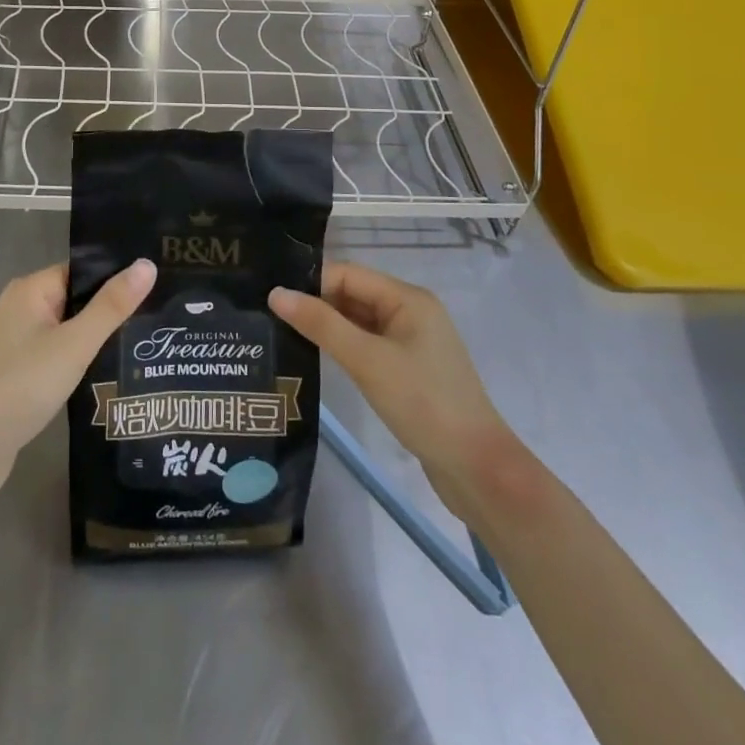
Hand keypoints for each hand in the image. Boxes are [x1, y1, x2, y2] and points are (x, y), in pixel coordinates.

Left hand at [0, 259, 155, 504]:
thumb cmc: (23, 385)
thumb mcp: (75, 343)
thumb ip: (111, 306)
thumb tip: (147, 263)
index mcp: (31, 289)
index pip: (82, 271)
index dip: (116, 279)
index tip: (157, 287)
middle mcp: (21, 307)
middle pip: (76, 299)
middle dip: (111, 311)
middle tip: (158, 319)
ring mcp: (17, 341)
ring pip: (68, 329)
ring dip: (97, 338)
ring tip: (144, 345)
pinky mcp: (19, 371)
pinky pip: (58, 353)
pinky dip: (80, 360)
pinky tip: (110, 373)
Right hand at [271, 261, 512, 520]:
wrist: (477, 470)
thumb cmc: (423, 404)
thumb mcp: (367, 361)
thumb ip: (321, 324)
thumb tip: (275, 293)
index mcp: (407, 298)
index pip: (348, 274)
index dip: (311, 284)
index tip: (271, 299)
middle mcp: (410, 312)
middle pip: (352, 295)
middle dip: (315, 304)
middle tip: (268, 317)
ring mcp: (410, 343)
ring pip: (357, 322)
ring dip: (326, 327)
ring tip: (280, 334)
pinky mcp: (407, 370)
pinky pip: (366, 346)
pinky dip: (342, 348)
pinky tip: (314, 358)